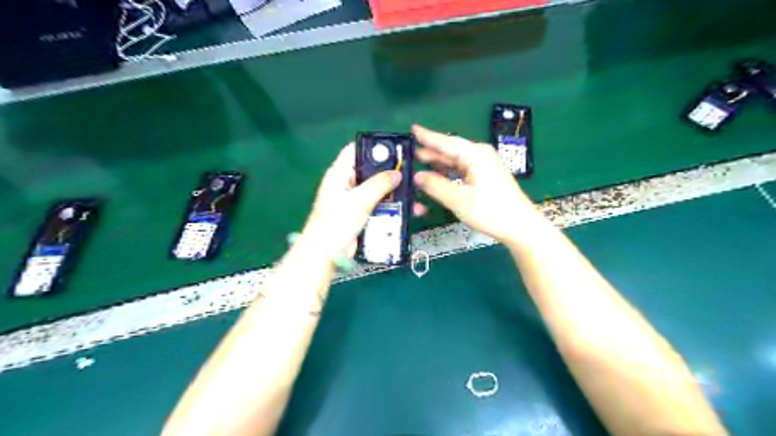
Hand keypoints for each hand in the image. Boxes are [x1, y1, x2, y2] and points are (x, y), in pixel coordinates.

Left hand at [301, 144, 402, 258]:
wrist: (328, 253)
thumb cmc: (338, 221)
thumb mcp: (359, 200)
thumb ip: (379, 184)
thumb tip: (398, 173)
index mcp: (339, 173)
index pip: (354, 150)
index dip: (372, 147)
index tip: (393, 148)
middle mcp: (347, 183)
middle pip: (371, 171)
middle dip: (390, 172)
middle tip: (410, 171)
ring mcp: (355, 200)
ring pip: (378, 189)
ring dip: (394, 191)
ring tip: (414, 191)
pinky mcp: (362, 214)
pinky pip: (380, 205)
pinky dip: (392, 205)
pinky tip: (409, 207)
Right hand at [411, 124, 544, 243]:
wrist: (520, 226)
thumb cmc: (490, 211)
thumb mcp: (458, 199)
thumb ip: (435, 185)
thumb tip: (417, 176)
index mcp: (474, 154)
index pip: (446, 142)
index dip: (428, 136)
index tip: (413, 129)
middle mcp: (480, 155)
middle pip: (451, 150)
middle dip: (431, 152)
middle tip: (411, 153)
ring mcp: (485, 165)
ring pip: (457, 160)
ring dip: (439, 163)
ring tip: (420, 164)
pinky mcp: (487, 176)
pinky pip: (463, 169)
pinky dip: (449, 172)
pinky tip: (440, 176)